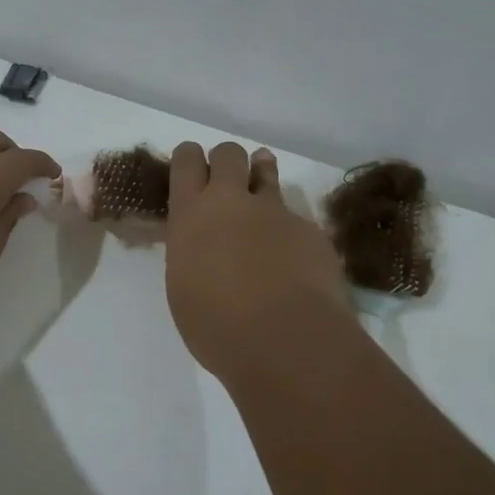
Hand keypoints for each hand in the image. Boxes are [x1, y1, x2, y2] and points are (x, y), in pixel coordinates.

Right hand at [165, 142, 352, 382]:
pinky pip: (295, 216)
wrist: (285, 340)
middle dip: (225, 161)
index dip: (189, 158)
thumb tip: (204, 248)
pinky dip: (289, 227)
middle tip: (225, 181)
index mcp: (191, 216)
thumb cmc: (217, 327)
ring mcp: (275, 211)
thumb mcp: (184, 287)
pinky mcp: (310, 229)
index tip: (191, 167)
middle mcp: (232, 202)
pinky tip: (292, 255)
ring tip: (261, 182)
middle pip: (228, 154)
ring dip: (261, 173)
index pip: (186, 161)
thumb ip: (192, 254)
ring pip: (266, 172)